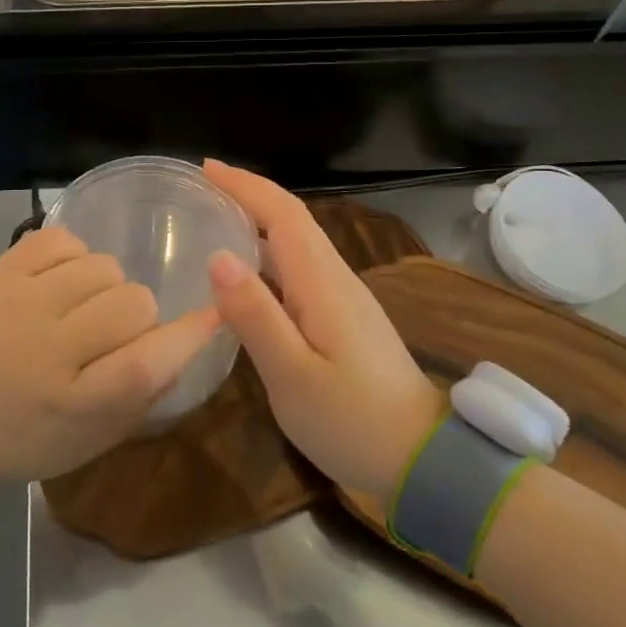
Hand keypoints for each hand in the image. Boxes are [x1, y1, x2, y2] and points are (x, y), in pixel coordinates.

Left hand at [0, 226, 219, 481]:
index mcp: (70, 403)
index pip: (148, 362)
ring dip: (106, 287)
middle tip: (110, 335)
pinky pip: (63, 240)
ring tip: (80, 306)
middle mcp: (50, 347)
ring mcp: (22, 300)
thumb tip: (180, 352)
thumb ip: (133, 403)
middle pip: (134, 303)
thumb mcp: (77, 446)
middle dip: (138, 318)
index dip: (189, 337)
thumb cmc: (6, 440)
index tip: (215, 314)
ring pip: (104, 267)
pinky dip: (73, 257)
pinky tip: (60, 280)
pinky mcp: (0, 270)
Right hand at [203, 161, 445, 499]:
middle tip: (202, 187)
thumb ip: (255, 316)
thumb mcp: (292, 375)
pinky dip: (270, 253)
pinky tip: (248, 273)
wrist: (423, 458)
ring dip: (260, 220)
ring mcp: (344, 298)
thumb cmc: (353, 420)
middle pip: (293, 220)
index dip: (246, 186)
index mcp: (322, 283)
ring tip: (216, 218)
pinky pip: (302, 267)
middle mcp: (336, 278)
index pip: (284, 215)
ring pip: (299, 242)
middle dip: (250, 194)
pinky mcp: (345, 318)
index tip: (206, 168)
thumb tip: (218, 257)